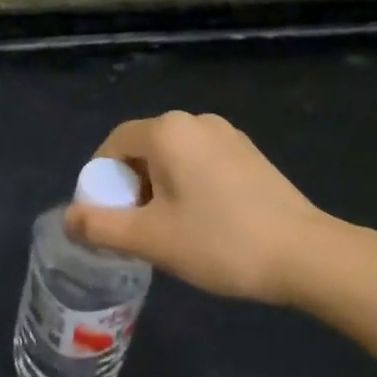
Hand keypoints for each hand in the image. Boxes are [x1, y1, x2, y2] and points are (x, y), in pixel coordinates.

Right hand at [66, 111, 348, 308]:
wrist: (307, 255)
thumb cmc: (220, 241)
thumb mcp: (150, 238)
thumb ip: (100, 226)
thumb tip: (68, 218)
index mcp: (167, 130)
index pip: (114, 145)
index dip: (101, 181)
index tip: (104, 217)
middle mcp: (195, 121)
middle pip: (144, 149)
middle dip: (131, 187)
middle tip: (136, 229)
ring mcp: (228, 135)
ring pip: (174, 158)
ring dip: (160, 189)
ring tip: (170, 231)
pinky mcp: (250, 154)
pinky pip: (202, 163)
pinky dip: (189, 186)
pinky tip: (204, 223)